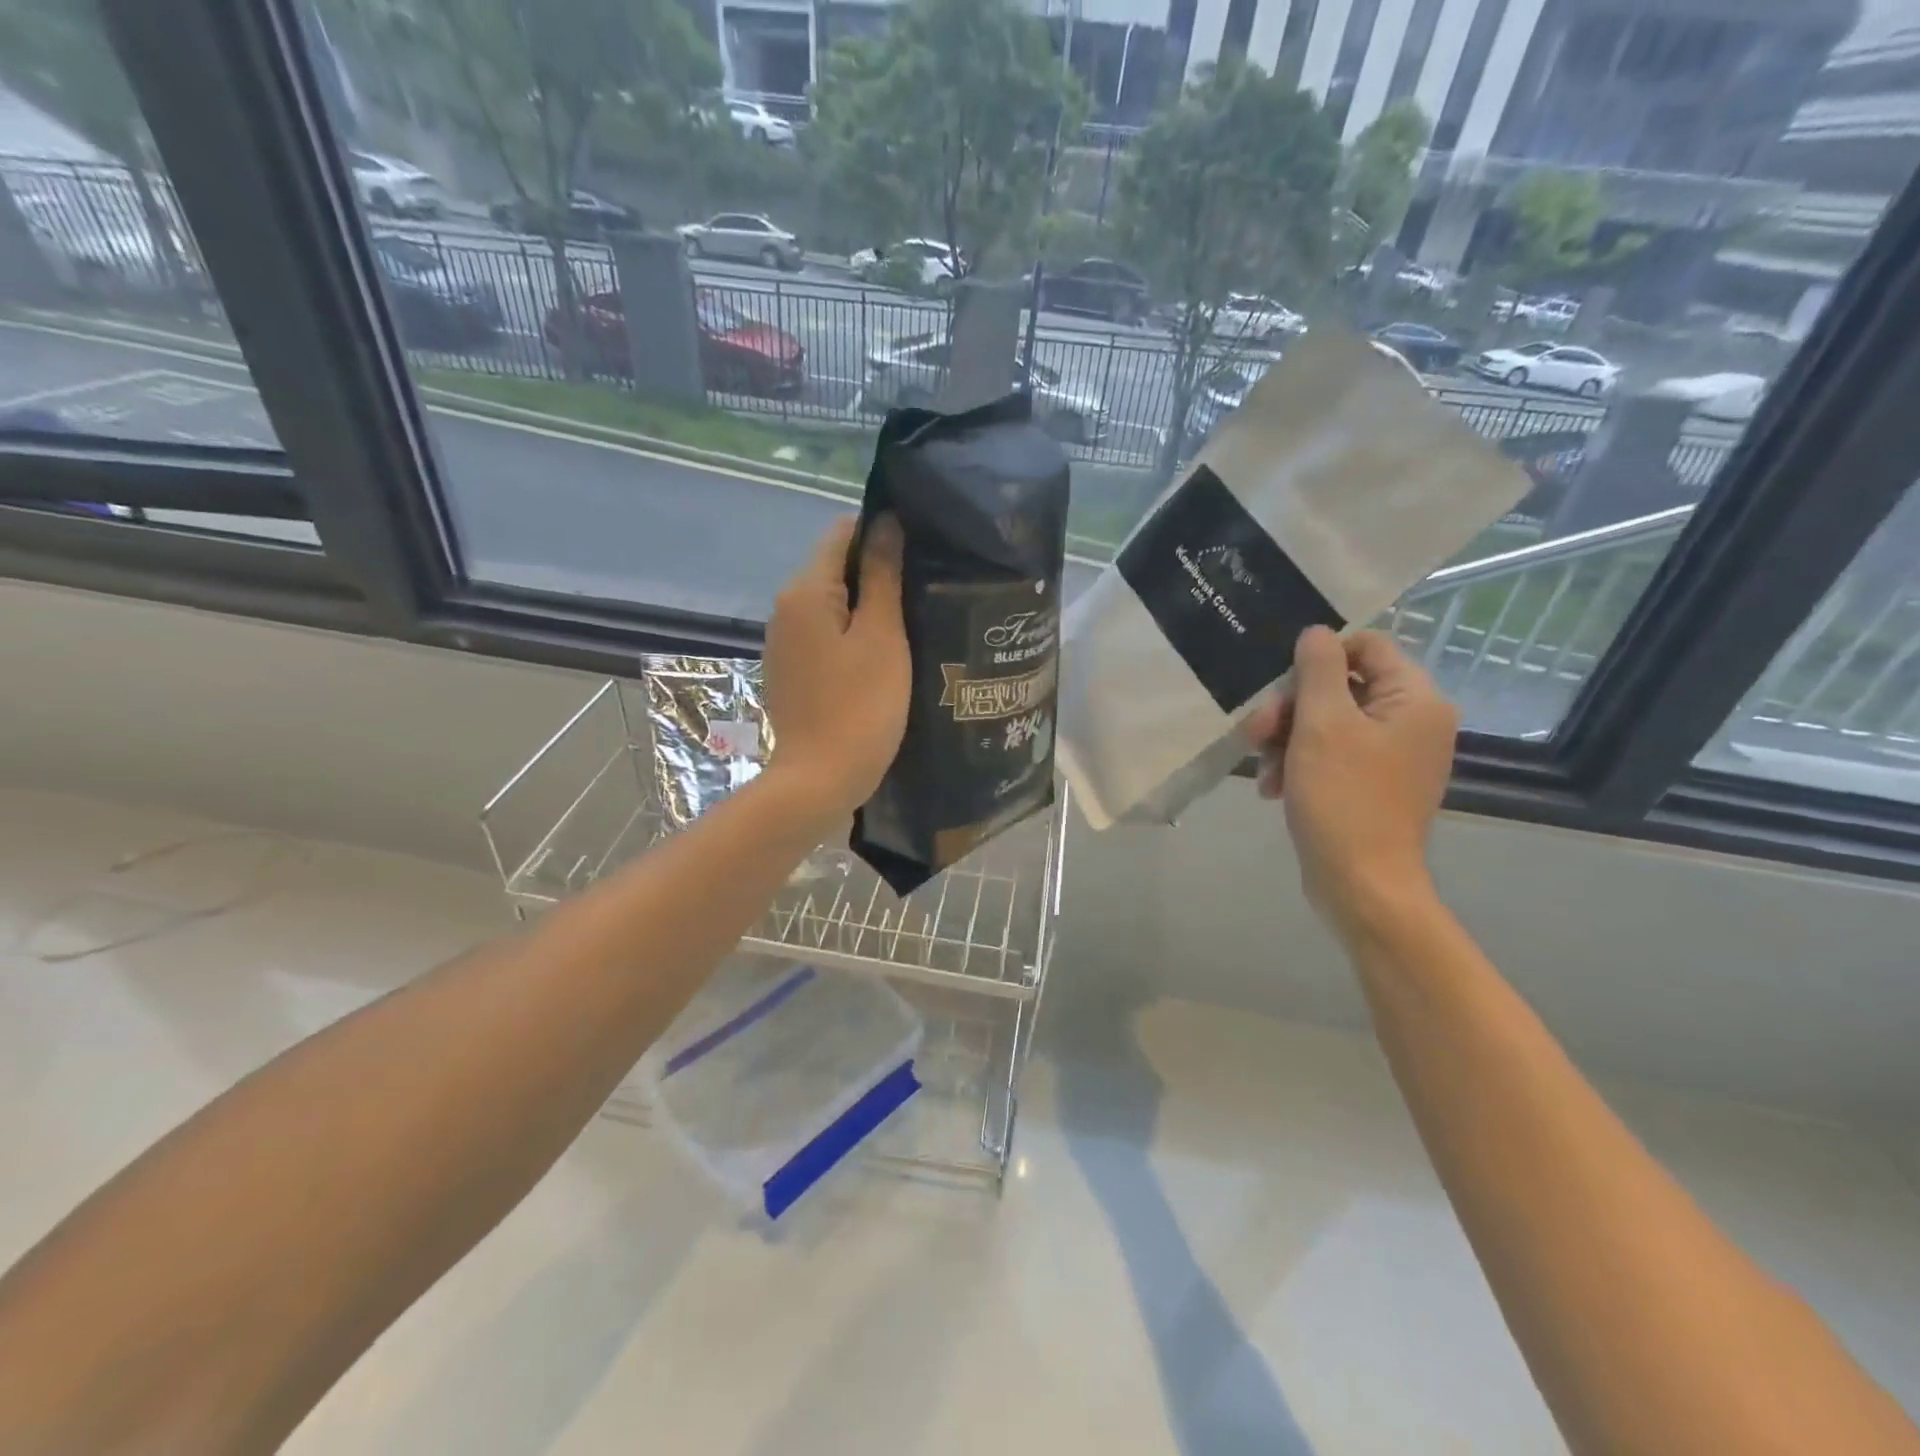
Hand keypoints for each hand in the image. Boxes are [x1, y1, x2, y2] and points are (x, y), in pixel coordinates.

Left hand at [763, 515, 909, 820]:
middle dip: (878, 571)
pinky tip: (883, 655)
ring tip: (913, 619)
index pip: (843, 532)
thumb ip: (882, 575)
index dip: (882, 531)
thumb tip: (885, 522)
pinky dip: (852, 634)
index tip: (922, 549)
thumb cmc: (860, 706)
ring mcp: (784, 642)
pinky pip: (825, 635)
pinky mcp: (791, 671)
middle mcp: (786, 608)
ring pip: (832, 604)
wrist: (819, 780)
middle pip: (835, 568)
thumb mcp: (882, 636)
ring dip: (868, 605)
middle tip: (927, 587)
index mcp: (806, 590)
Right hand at [1243, 627, 1457, 938]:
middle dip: (1292, 707)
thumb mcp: (1322, 725)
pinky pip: (1332, 754)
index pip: (1368, 646)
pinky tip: (1274, 787)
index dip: (1319, 657)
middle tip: (1257, 732)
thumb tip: (1316, 633)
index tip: (1281, 684)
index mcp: (1415, 700)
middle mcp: (1413, 721)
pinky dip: (1300, 763)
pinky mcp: (1373, 784)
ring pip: (1329, 722)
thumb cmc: (1343, 798)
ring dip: (1287, 738)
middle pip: (1342, 686)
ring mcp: (1394, 756)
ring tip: (1263, 769)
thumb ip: (1319, 669)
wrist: (1361, 885)